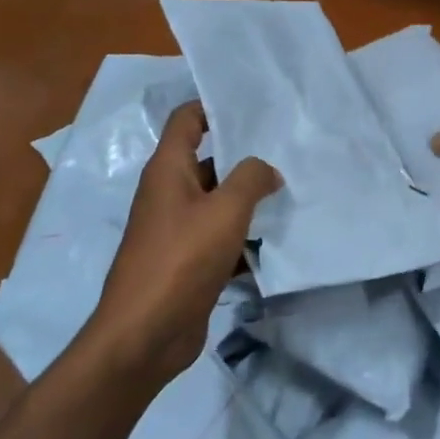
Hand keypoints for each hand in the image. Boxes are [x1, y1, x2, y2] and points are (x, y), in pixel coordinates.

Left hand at [88, 103, 280, 378]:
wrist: (146, 334)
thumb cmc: (181, 259)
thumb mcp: (225, 211)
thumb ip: (251, 179)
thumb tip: (267, 169)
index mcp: (167, 170)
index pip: (186, 120)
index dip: (214, 106)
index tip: (255, 105)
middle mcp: (169, 194)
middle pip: (208, 160)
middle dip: (245, 155)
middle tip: (288, 148)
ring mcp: (178, 230)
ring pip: (219, 202)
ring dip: (250, 199)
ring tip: (293, 189)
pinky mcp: (189, 262)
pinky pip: (221, 238)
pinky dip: (245, 238)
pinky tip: (277, 240)